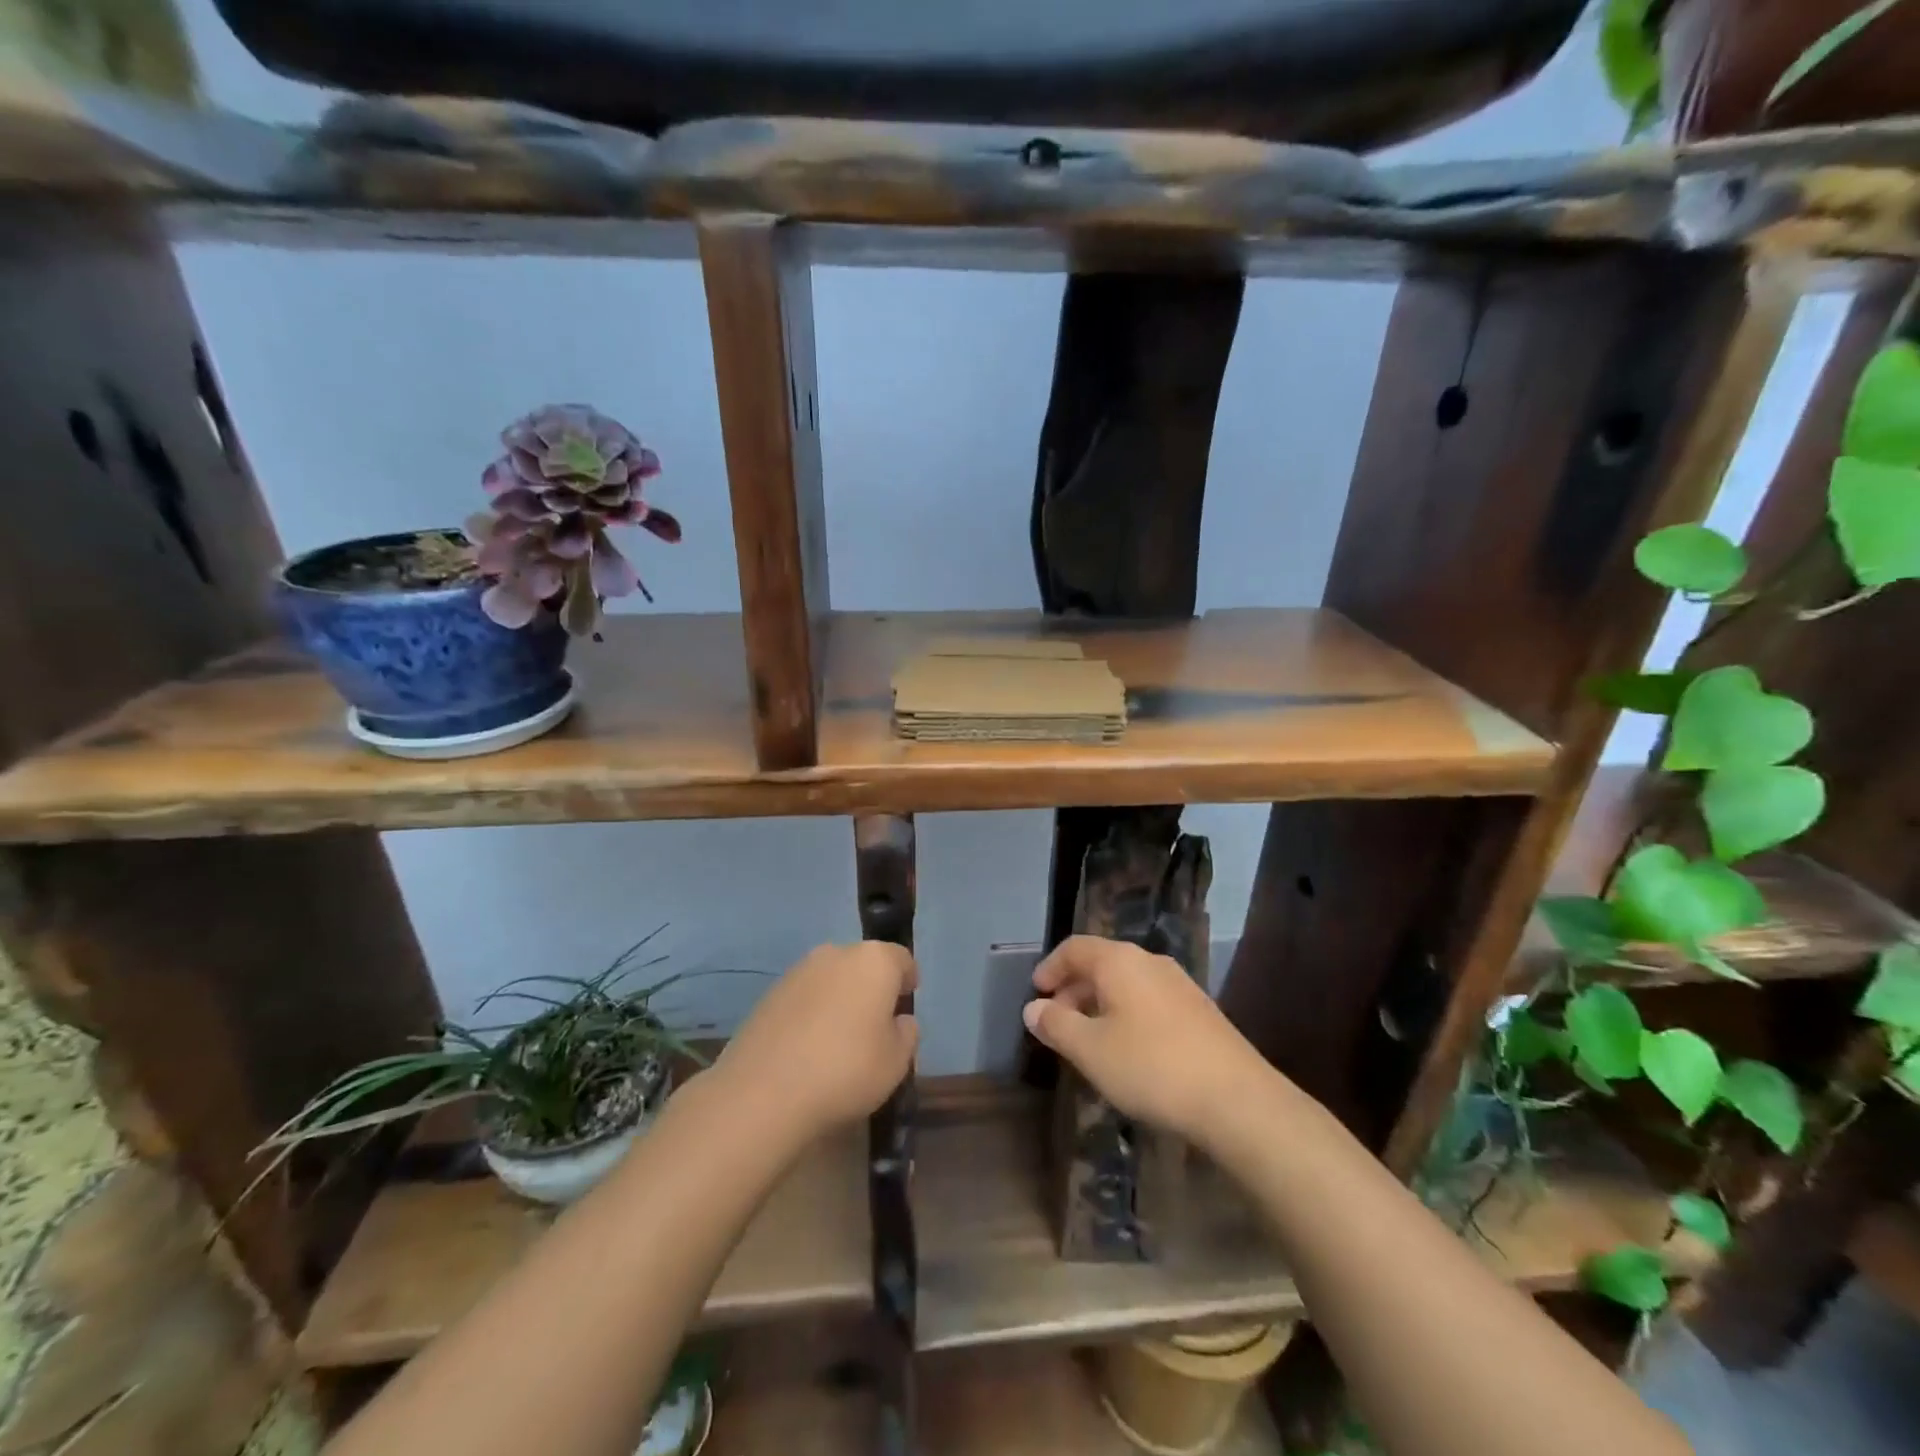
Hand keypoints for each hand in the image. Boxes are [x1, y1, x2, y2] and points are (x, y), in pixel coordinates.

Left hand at [714, 942, 917, 1143]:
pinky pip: (804, 998)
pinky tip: (808, 1049)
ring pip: (831, 979)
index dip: (907, 981)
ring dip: (839, 1000)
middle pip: (863, 965)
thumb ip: (906, 1034)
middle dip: (871, 988)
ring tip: (839, 1041)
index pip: (901, 959)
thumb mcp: (897, 1062)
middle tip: (875, 1026)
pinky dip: (811, 1014)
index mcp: (874, 961)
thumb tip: (898, 1021)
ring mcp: (798, 971)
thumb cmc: (846, 1070)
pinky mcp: (769, 994)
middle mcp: (836, 953)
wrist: (763, 1093)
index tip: (905, 1005)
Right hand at [1024, 935, 1274, 1147]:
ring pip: (1127, 982)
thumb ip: (1056, 1024)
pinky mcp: (1200, 1010)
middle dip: (1074, 989)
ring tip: (1089, 1039)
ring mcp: (1180, 984)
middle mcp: (1150, 961)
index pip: (1075, 948)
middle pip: (1102, 963)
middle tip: (1058, 1021)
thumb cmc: (1151, 1067)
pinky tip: (1128, 1050)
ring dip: (1101, 1003)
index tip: (1036, 994)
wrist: (1236, 1099)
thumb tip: (1033, 1008)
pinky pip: (1149, 999)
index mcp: (1120, 961)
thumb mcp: (1090, 1050)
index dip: (1051, 968)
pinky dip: (1127, 1014)